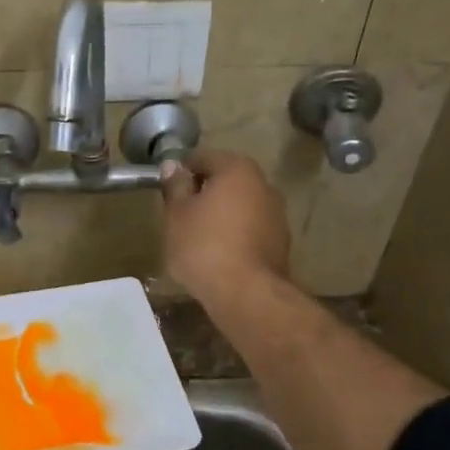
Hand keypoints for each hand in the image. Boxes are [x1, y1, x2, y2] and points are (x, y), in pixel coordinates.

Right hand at [160, 149, 290, 305]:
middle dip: (204, 191)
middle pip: (226, 179)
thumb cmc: (203, 246)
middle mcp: (263, 184)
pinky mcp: (280, 241)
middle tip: (181, 212)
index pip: (204, 156)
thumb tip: (172, 166)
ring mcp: (277, 214)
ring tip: (199, 235)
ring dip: (222, 213)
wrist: (246, 293)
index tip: (168, 188)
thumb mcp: (177, 215)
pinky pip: (251, 227)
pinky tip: (219, 252)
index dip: (183, 170)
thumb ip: (175, 186)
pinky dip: (235, 232)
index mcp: (237, 169)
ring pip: (241, 204)